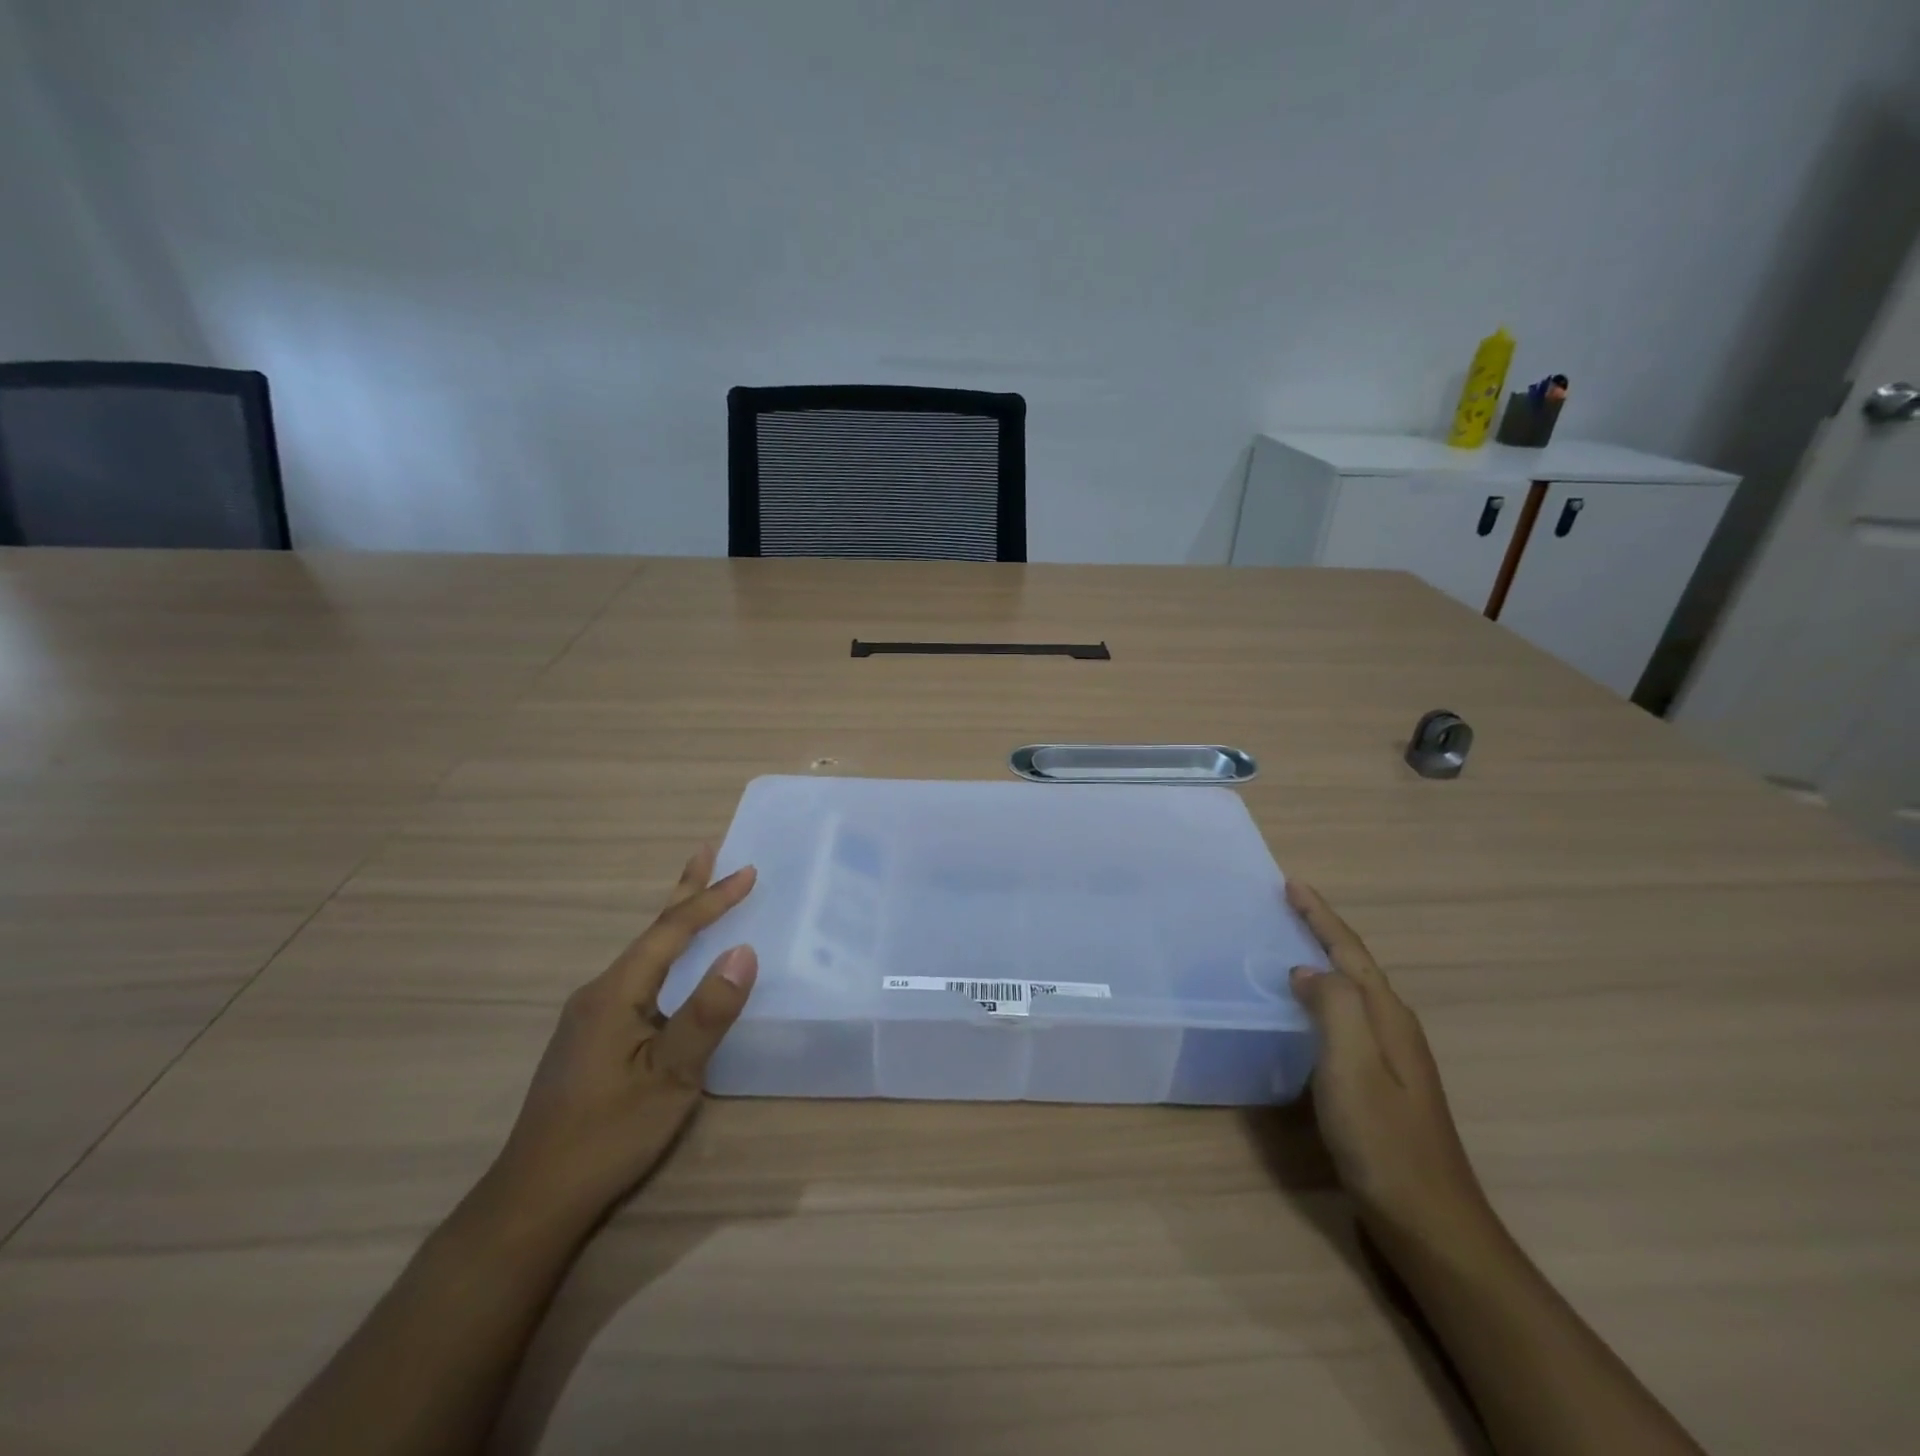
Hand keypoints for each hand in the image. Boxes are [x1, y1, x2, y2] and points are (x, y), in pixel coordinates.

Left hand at [486, 848, 758, 1233]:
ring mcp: (591, 1017)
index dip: (711, 900)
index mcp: (615, 992)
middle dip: (684, 891)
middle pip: (651, 933)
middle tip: (708, 851)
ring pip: (644, 957)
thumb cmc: (607, 1134)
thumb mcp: (670, 1077)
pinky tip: (673, 970)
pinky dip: (665, 957)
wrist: (534, 1199)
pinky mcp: (592, 1039)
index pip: (671, 932)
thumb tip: (743, 952)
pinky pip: (639, 980)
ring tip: (698, 897)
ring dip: (675, 924)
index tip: (748, 872)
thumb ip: (706, 1013)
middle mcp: (598, 993)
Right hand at [1287, 881, 1492, 1250]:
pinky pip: (1347, 1021)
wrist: (1430, 1224)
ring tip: (1289, 947)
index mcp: (1387, 1017)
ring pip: (1352, 993)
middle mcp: (1394, 1028)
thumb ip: (1333, 1006)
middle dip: (1322, 931)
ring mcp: (1392, 1059)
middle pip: (1354, 965)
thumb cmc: (1384, 1141)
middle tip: (1285, 906)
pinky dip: (1324, 1000)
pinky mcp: (1381, 1085)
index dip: (1320, 916)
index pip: (1349, 951)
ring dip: (1323, 963)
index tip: (1290, 884)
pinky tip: (1306, 1013)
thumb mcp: (1353, 1066)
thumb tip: (1306, 970)